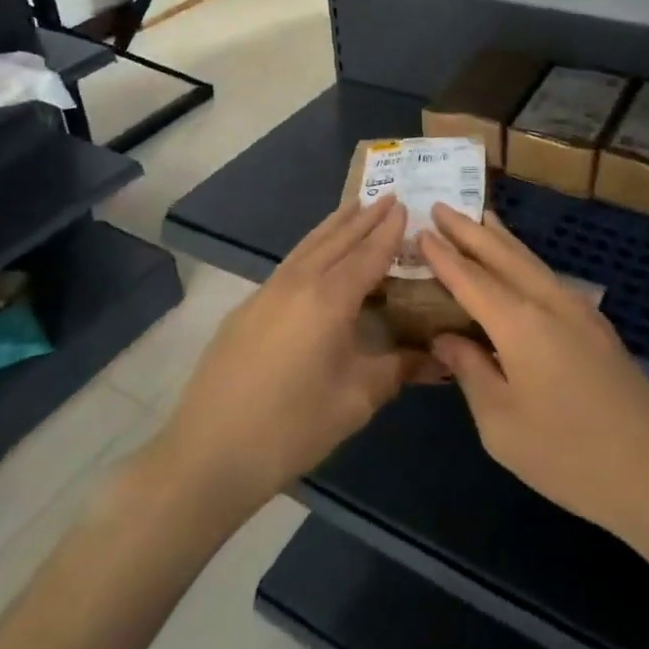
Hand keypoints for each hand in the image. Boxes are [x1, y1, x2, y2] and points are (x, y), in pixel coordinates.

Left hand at [149, 195, 430, 517]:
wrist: (209, 452)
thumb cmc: (291, 426)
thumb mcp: (355, 400)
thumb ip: (398, 369)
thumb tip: (438, 357)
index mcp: (329, 298)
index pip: (368, 254)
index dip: (388, 230)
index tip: (406, 204)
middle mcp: (299, 282)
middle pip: (337, 239)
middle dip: (364, 217)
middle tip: (387, 196)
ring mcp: (267, 292)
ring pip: (309, 245)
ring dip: (335, 225)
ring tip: (354, 207)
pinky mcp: (247, 308)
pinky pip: (290, 262)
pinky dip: (312, 246)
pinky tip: (316, 255)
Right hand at [422, 206, 648, 548]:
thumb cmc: (568, 455)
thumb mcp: (501, 425)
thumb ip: (470, 372)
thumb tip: (446, 337)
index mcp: (520, 324)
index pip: (471, 278)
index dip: (443, 255)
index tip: (420, 231)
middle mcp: (549, 302)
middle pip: (503, 254)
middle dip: (470, 230)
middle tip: (442, 207)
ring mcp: (579, 310)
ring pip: (531, 260)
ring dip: (500, 238)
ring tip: (479, 217)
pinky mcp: (597, 326)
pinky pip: (548, 277)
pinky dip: (524, 260)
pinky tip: (518, 265)